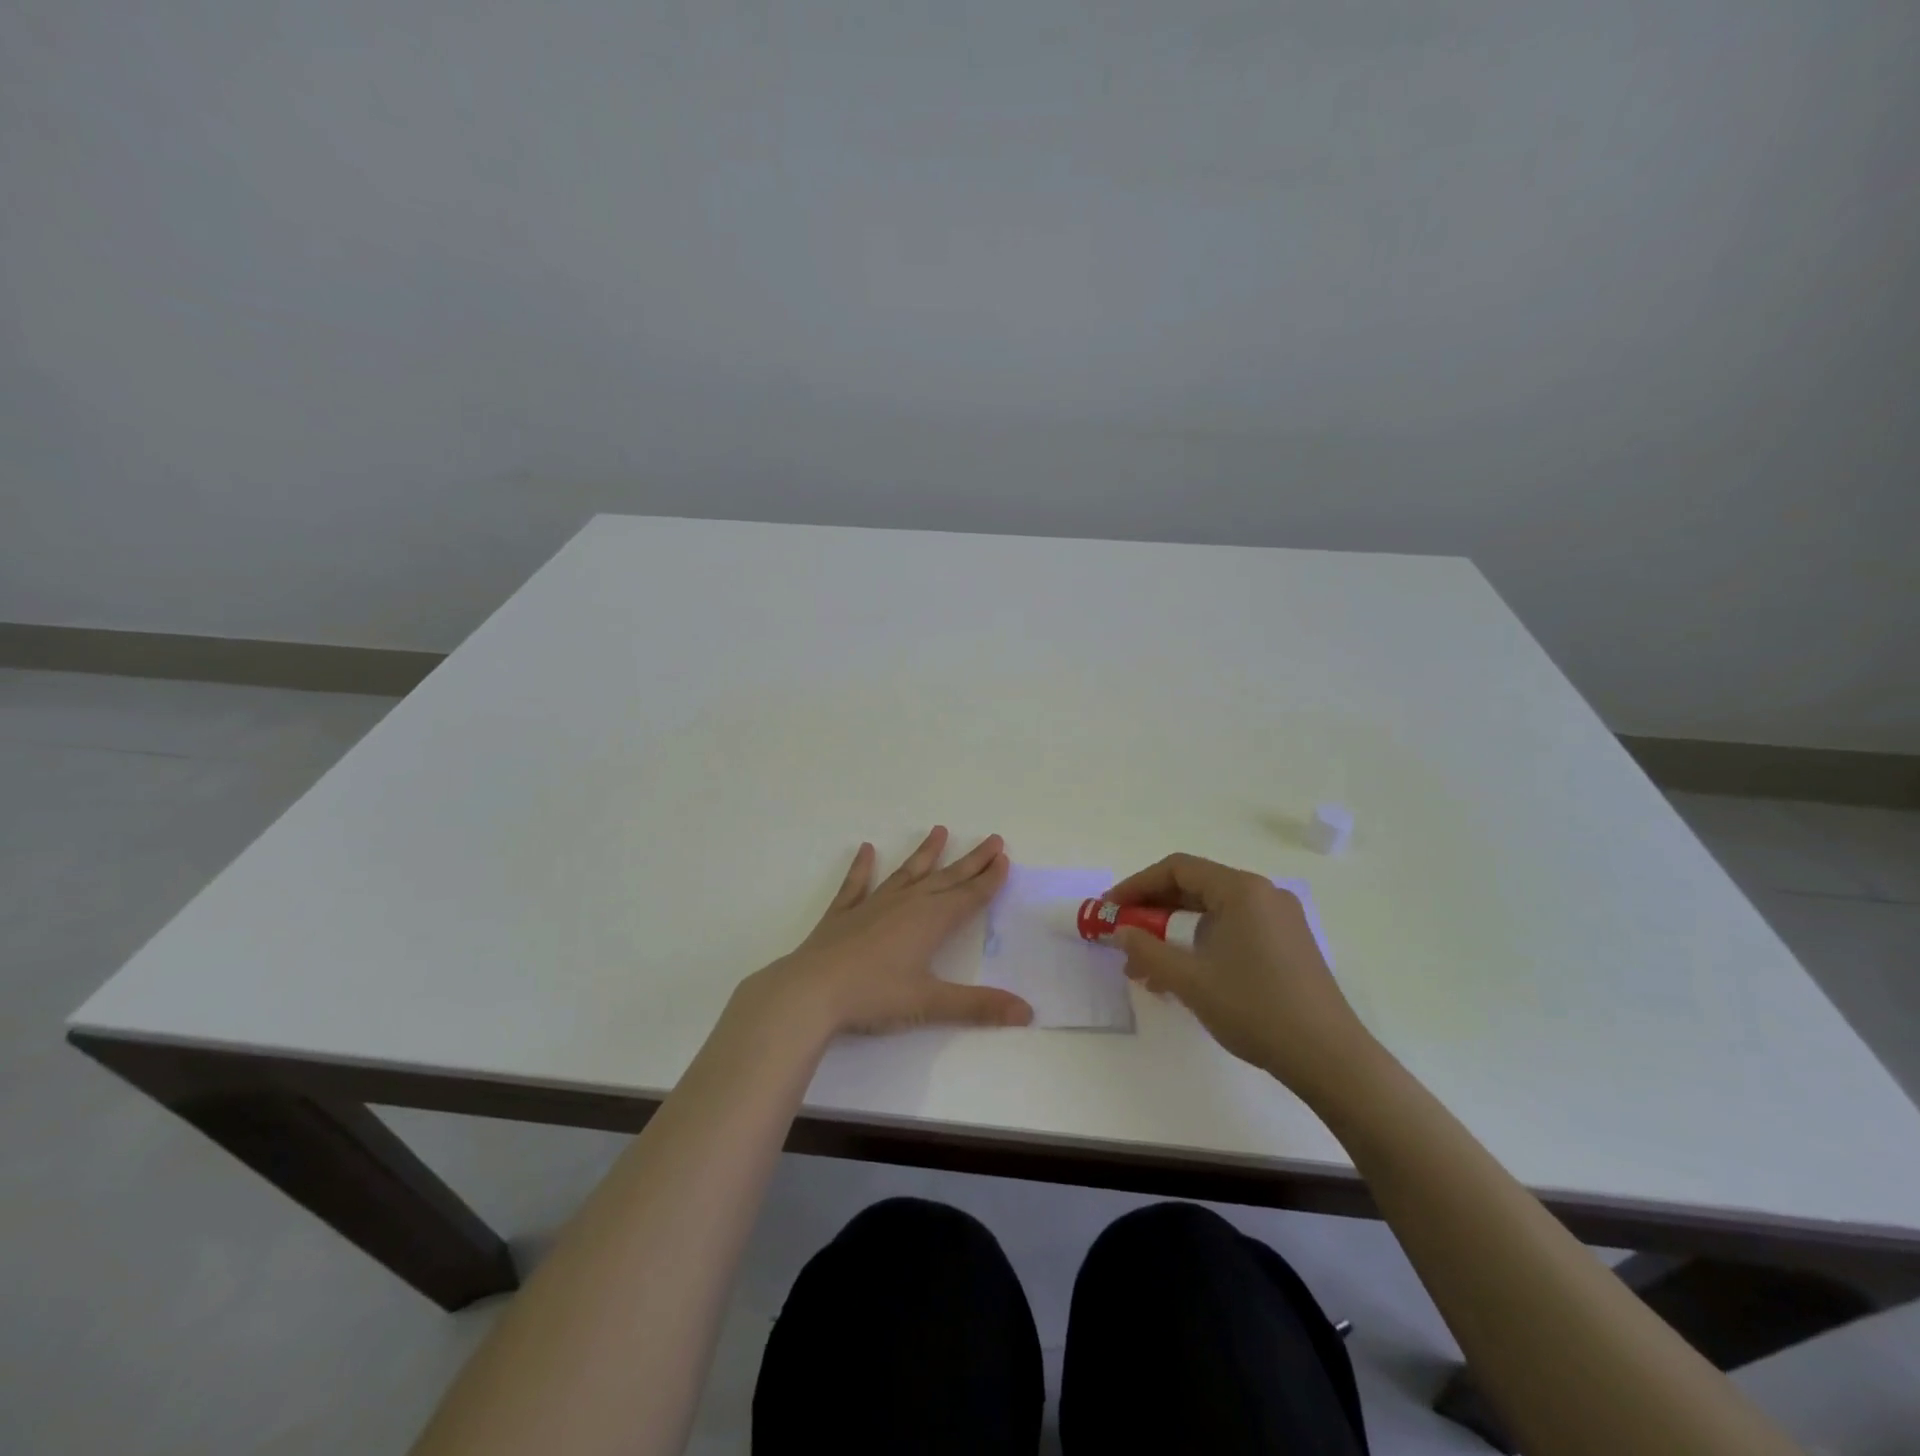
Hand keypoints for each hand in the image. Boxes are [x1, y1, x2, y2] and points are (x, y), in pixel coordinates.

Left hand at [763, 827, 1031, 1034]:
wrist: (811, 991)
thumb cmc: (874, 996)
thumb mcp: (930, 1003)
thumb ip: (978, 1006)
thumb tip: (1028, 1012)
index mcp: (930, 921)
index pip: (968, 896)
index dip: (989, 880)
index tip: (1004, 859)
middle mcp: (906, 904)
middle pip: (946, 878)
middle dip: (971, 861)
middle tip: (992, 840)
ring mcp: (872, 905)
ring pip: (907, 873)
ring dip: (925, 853)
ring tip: (939, 830)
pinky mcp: (843, 914)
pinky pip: (857, 884)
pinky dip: (862, 867)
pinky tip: (865, 849)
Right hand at [1107, 853, 1373, 1098]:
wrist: (1329, 1058)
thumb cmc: (1255, 1008)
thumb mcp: (1190, 980)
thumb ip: (1147, 950)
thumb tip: (1120, 931)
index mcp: (1241, 890)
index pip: (1177, 869)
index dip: (1137, 885)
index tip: (1110, 910)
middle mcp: (1263, 894)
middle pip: (1195, 888)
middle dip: (1153, 912)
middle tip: (1123, 936)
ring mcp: (1279, 919)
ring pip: (1212, 913)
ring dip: (1174, 933)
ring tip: (1144, 969)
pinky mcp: (1287, 944)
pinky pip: (1232, 930)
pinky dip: (1201, 944)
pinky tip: (1181, 977)